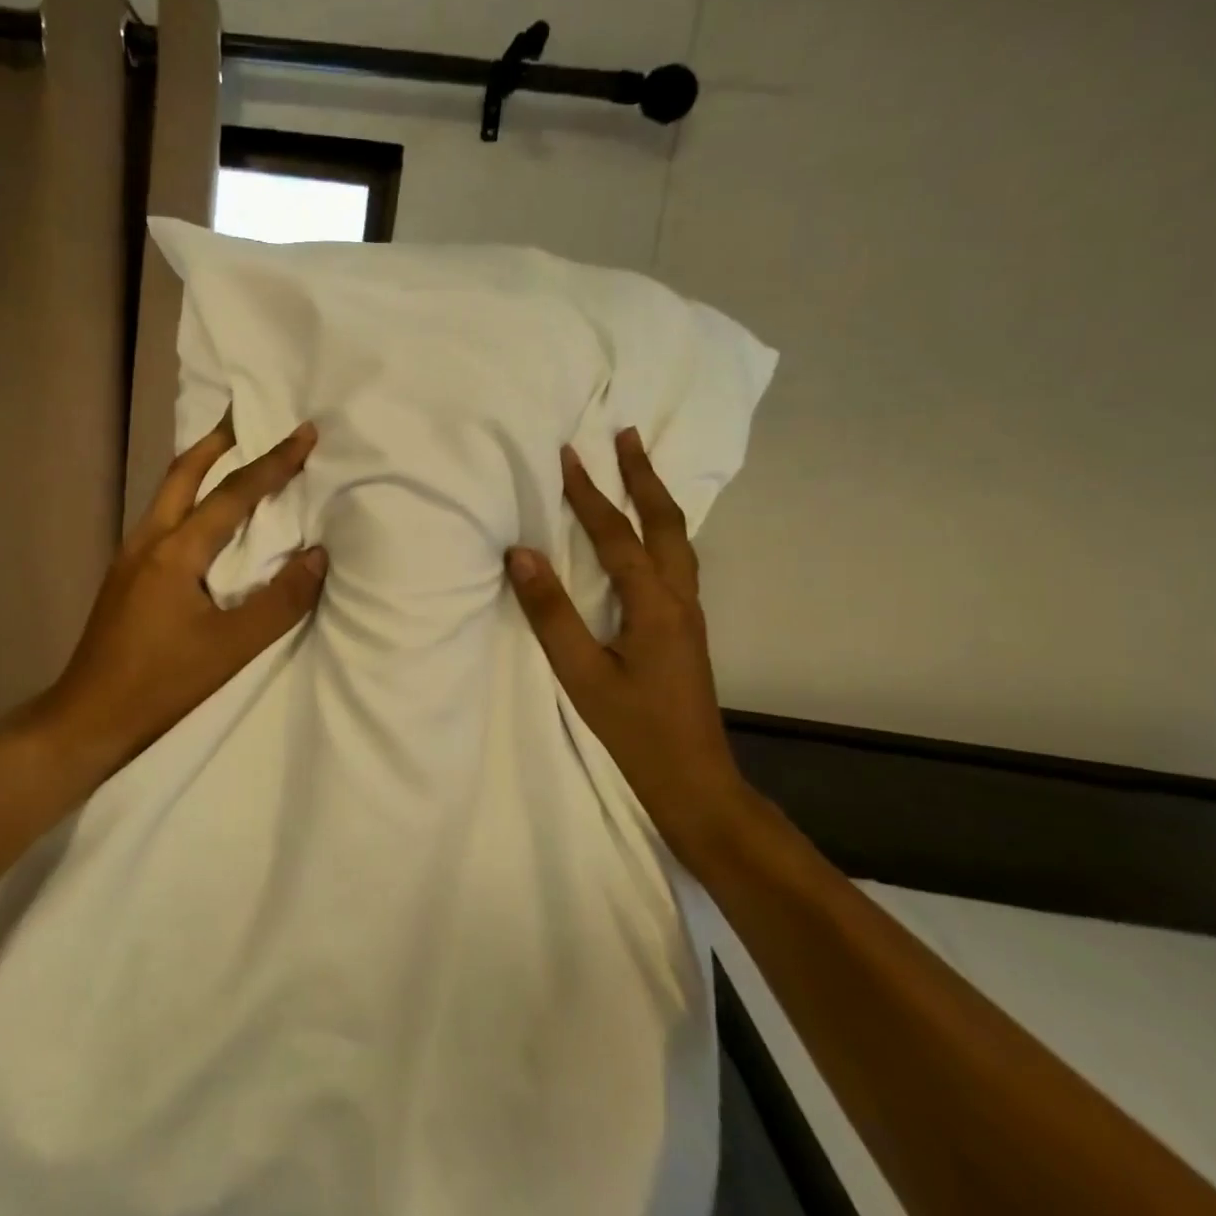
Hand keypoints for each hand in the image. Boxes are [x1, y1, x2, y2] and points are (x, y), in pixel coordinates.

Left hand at [33, 414, 325, 784]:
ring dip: (200, 467)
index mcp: (176, 552)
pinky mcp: (125, 576)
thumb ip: (280, 601)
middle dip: (219, 441)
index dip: (273, 462)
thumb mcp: (231, 648)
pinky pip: (162, 518)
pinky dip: (188, 499)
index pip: (233, 494)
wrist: (88, 717)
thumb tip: (317, 555)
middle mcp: (149, 540)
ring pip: (167, 493)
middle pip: (183, 472)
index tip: (304, 432)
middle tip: (248, 418)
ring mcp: (130, 557)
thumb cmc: (162, 684)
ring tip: (230, 456)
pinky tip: (202, 520)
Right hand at [505, 428, 742, 833]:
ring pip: (677, 539)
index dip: (590, 494)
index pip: (617, 536)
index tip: (569, 453)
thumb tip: (521, 552)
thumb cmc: (635, 730)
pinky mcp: (684, 628)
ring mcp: (688, 613)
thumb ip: (551, 612)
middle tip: (625, 435)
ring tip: (638, 469)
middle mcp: (678, 598)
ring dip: (656, 498)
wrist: (694, 780)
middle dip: (643, 475)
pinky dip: (659, 529)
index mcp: (654, 605)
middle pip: (665, 522)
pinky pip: (675, 560)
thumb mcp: (583, 674)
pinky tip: (646, 535)